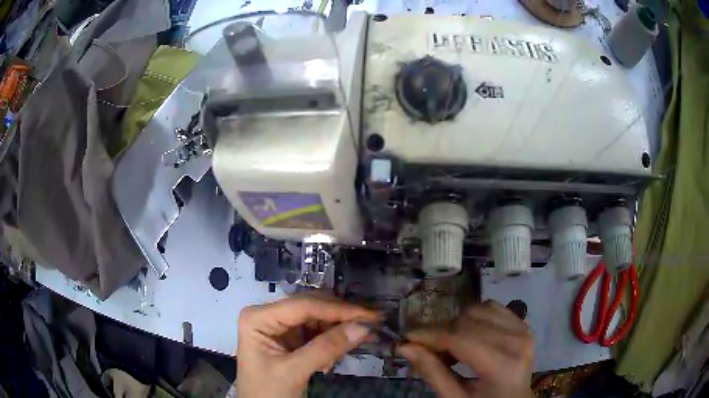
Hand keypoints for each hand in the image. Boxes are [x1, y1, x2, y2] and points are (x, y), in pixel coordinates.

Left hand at [235, 294, 378, 397]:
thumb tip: (363, 327)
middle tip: (373, 323)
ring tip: (365, 336)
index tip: (368, 316)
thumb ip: (326, 348)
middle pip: (311, 308)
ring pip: (318, 318)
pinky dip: (334, 339)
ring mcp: (280, 327)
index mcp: (258, 317)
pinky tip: (344, 348)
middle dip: (341, 317)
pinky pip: (318, 332)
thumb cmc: (268, 392)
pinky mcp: (291, 339)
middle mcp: (269, 315)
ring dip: (340, 328)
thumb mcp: (294, 371)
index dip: (337, 309)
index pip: (302, 306)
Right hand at [398, 300, 534, 397]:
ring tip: (452, 347)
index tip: (406, 337)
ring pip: (477, 310)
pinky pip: (491, 307)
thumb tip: (405, 347)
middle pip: (466, 322)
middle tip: (428, 351)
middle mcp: (517, 341)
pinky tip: (470, 336)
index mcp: (502, 366)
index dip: (430, 336)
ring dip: (457, 325)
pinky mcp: (522, 323)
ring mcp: (522, 329)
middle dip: (441, 334)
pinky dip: (474, 318)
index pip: (460, 339)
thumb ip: (432, 373)